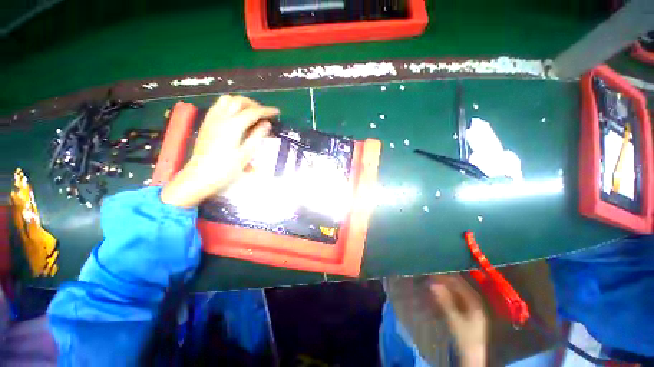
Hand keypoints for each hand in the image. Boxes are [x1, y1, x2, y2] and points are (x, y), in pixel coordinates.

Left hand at [161, 95, 278, 207]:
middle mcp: (221, 117)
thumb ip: (257, 136)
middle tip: (264, 114)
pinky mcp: (206, 123)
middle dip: (254, 104)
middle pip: (239, 101)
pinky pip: (218, 106)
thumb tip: (267, 124)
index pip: (253, 112)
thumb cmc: (225, 169)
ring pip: (227, 100)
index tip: (276, 112)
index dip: (266, 111)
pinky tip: (236, 116)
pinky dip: (230, 106)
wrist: (199, 176)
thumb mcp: (246, 154)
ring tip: (251, 113)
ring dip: (241, 103)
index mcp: (233, 126)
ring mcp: (211, 119)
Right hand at [428, 275, 486, 366]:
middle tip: (430, 279)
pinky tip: (438, 297)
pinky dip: (446, 297)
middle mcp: (474, 301)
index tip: (433, 273)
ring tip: (431, 286)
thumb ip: (444, 301)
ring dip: (444, 289)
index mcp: (475, 301)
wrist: (472, 357)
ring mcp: (470, 308)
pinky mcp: (466, 313)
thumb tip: (432, 284)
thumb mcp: (454, 319)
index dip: (446, 277)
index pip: (459, 283)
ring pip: (455, 293)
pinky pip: (455, 300)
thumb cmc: (465, 337)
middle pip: (457, 287)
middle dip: (444, 283)